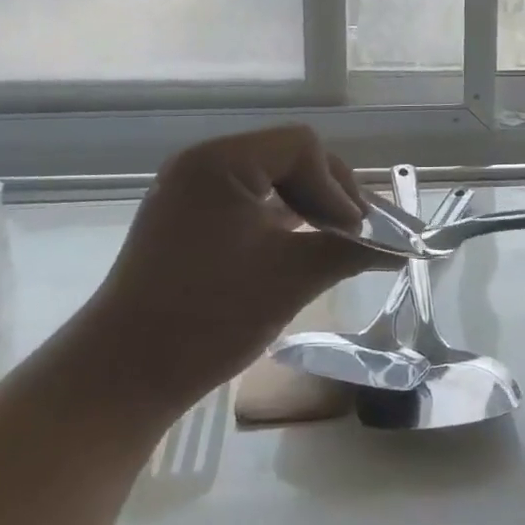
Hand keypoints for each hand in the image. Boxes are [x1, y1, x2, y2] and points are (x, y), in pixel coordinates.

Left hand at [88, 126, 382, 398]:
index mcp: (221, 162)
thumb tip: (401, 247)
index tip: (357, 232)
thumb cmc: (209, 315)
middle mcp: (202, 165)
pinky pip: (247, 205)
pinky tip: (301, 249)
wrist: (122, 377)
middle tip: (355, 235)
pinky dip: (280, 222)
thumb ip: (350, 250)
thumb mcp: (290, 277)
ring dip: (307, 208)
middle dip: (328, 194)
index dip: (339, 186)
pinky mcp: (186, 223)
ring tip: (335, 243)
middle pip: (287, 158)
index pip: (302, 147)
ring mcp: (190, 194)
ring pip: (270, 182)